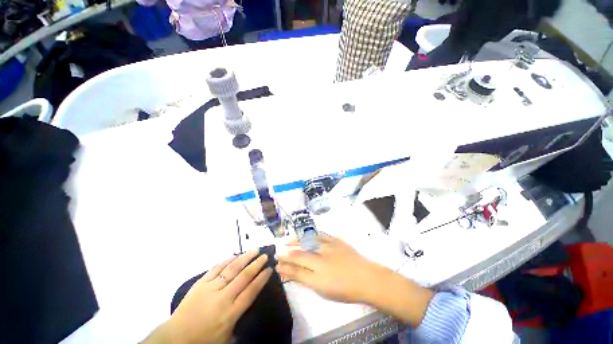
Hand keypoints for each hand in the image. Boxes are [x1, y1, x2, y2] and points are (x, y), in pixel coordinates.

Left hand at [143, 251, 272, 343]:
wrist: (175, 339)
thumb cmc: (204, 340)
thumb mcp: (227, 336)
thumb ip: (239, 318)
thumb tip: (248, 300)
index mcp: (231, 313)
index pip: (251, 291)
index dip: (262, 279)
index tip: (270, 269)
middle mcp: (223, 298)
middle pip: (244, 277)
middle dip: (257, 264)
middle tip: (265, 255)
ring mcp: (210, 289)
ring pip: (231, 269)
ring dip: (244, 258)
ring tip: (254, 250)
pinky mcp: (200, 284)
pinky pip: (215, 269)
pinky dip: (226, 261)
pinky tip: (234, 255)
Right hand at [277, 234, 432, 326]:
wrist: (366, 278)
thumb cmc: (345, 289)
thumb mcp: (323, 290)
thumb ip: (306, 280)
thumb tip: (292, 274)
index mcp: (318, 274)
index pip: (297, 268)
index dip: (285, 265)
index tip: (277, 263)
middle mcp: (321, 259)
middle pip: (300, 254)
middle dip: (287, 253)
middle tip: (279, 251)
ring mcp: (329, 247)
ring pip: (308, 242)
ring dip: (297, 241)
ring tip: (288, 241)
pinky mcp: (336, 241)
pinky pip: (321, 235)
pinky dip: (312, 235)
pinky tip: (307, 235)